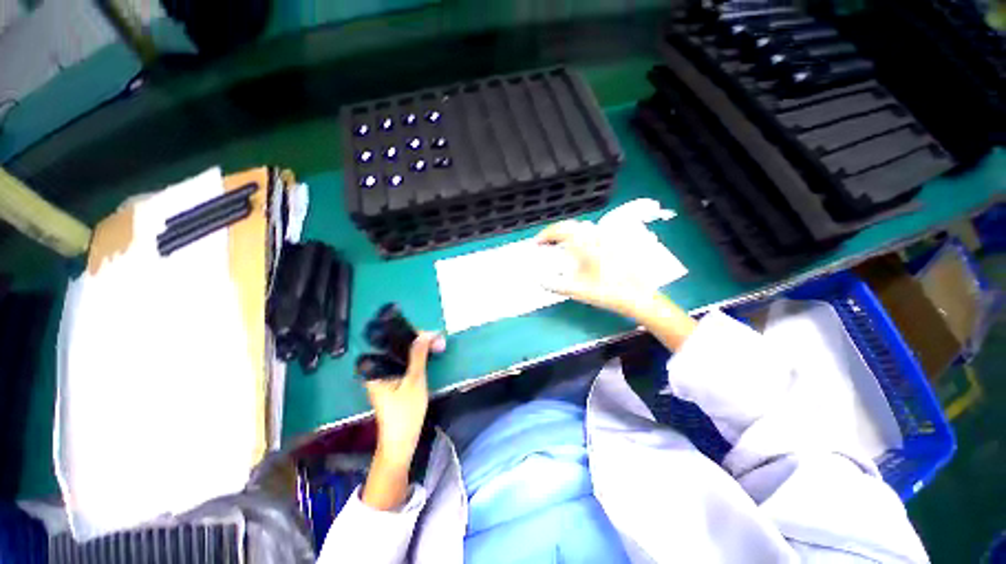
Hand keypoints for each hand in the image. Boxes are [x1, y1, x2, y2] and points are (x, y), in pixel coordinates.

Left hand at [364, 332, 445, 465]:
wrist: (400, 442)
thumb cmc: (405, 412)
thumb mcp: (414, 380)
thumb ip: (418, 356)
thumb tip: (424, 334)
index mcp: (376, 367)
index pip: (394, 340)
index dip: (414, 334)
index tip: (433, 335)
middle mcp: (378, 368)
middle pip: (399, 346)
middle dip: (420, 341)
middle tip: (440, 342)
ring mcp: (386, 375)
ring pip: (404, 354)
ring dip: (422, 348)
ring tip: (439, 345)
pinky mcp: (393, 381)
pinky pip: (406, 362)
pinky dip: (418, 358)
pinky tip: (430, 355)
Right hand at [536, 220, 697, 349]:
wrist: (637, 296)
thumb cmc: (606, 292)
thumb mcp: (577, 291)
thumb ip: (555, 285)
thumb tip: (539, 281)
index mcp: (585, 245)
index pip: (561, 231)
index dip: (545, 234)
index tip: (536, 243)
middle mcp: (595, 236)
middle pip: (570, 225)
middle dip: (555, 232)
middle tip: (545, 243)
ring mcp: (606, 238)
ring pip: (582, 228)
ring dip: (567, 232)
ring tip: (559, 244)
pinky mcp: (614, 243)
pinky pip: (592, 233)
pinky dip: (579, 236)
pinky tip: (578, 247)